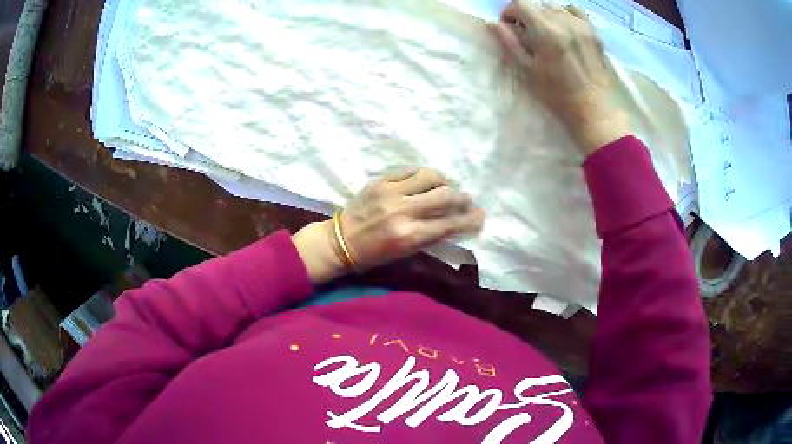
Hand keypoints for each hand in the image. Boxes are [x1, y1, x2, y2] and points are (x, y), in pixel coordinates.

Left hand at [293, 168, 484, 283]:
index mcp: (409, 235)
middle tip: (467, 201)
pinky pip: (410, 170)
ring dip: (444, 182)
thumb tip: (453, 222)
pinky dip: (423, 175)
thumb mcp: (404, 253)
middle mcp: (403, 211)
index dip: (469, 220)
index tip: (480, 217)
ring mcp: (390, 192)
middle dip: (463, 198)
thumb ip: (429, 236)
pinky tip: (425, 181)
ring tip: (446, 188)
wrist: (340, 241)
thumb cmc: (373, 254)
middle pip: (445, 195)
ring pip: (430, 176)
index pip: (449, 223)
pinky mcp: (380, 181)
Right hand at [491, 1, 629, 153]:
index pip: (520, 4)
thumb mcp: (527, 70)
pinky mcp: (593, 31)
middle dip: (527, 15)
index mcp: (546, 30)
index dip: (510, 12)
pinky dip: (565, 14)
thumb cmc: (558, 95)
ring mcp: (581, 25)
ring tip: (548, 33)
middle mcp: (564, 21)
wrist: (595, 109)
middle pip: (537, 5)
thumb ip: (510, 43)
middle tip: (528, 35)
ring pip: (555, 7)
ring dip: (545, 15)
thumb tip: (492, 23)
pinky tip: (565, 28)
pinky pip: (575, 11)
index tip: (510, 26)